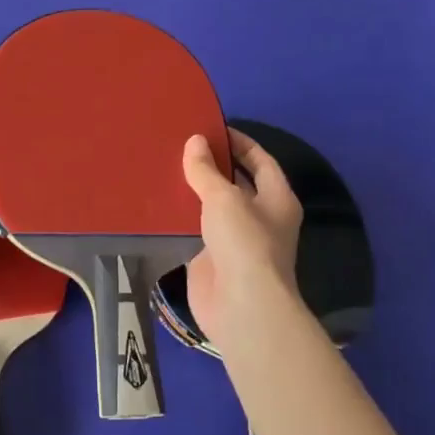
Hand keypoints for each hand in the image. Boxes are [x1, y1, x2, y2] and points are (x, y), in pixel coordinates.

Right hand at [182, 129, 307, 353]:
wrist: (241, 306)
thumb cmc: (244, 244)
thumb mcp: (225, 198)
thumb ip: (206, 170)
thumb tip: (195, 141)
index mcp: (277, 199)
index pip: (261, 161)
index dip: (240, 142)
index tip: (212, 128)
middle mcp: (260, 218)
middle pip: (237, 183)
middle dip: (213, 166)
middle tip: (181, 146)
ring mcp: (236, 241)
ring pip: (213, 208)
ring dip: (193, 191)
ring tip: (164, 168)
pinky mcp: (211, 259)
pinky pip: (195, 231)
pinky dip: (179, 218)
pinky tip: (157, 203)